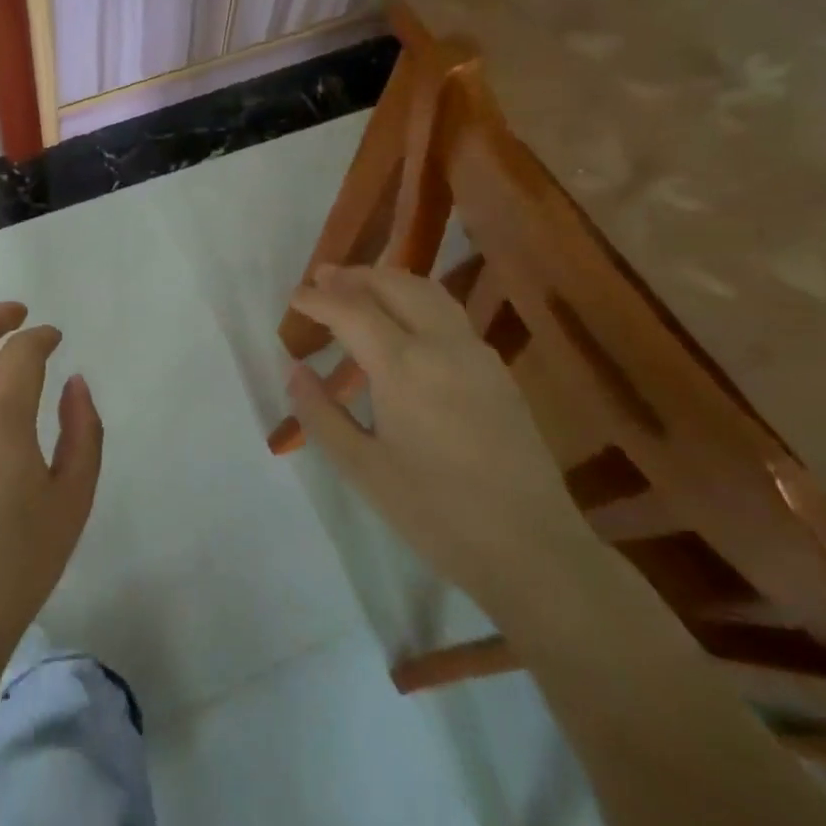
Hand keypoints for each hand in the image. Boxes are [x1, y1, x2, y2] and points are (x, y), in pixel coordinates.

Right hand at [286, 266, 591, 604]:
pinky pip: (450, 314)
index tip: (295, 296)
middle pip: (394, 285)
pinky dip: (416, 300)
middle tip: (322, 279)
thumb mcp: (362, 469)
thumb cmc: (435, 513)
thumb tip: (294, 370)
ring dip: (389, 281)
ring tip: (359, 288)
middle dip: (354, 276)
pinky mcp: (498, 371)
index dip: (318, 299)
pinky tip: (404, 324)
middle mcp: (443, 345)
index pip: (351, 311)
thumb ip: (321, 414)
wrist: (531, 549)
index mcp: (404, 366)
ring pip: (429, 292)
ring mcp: (477, 354)